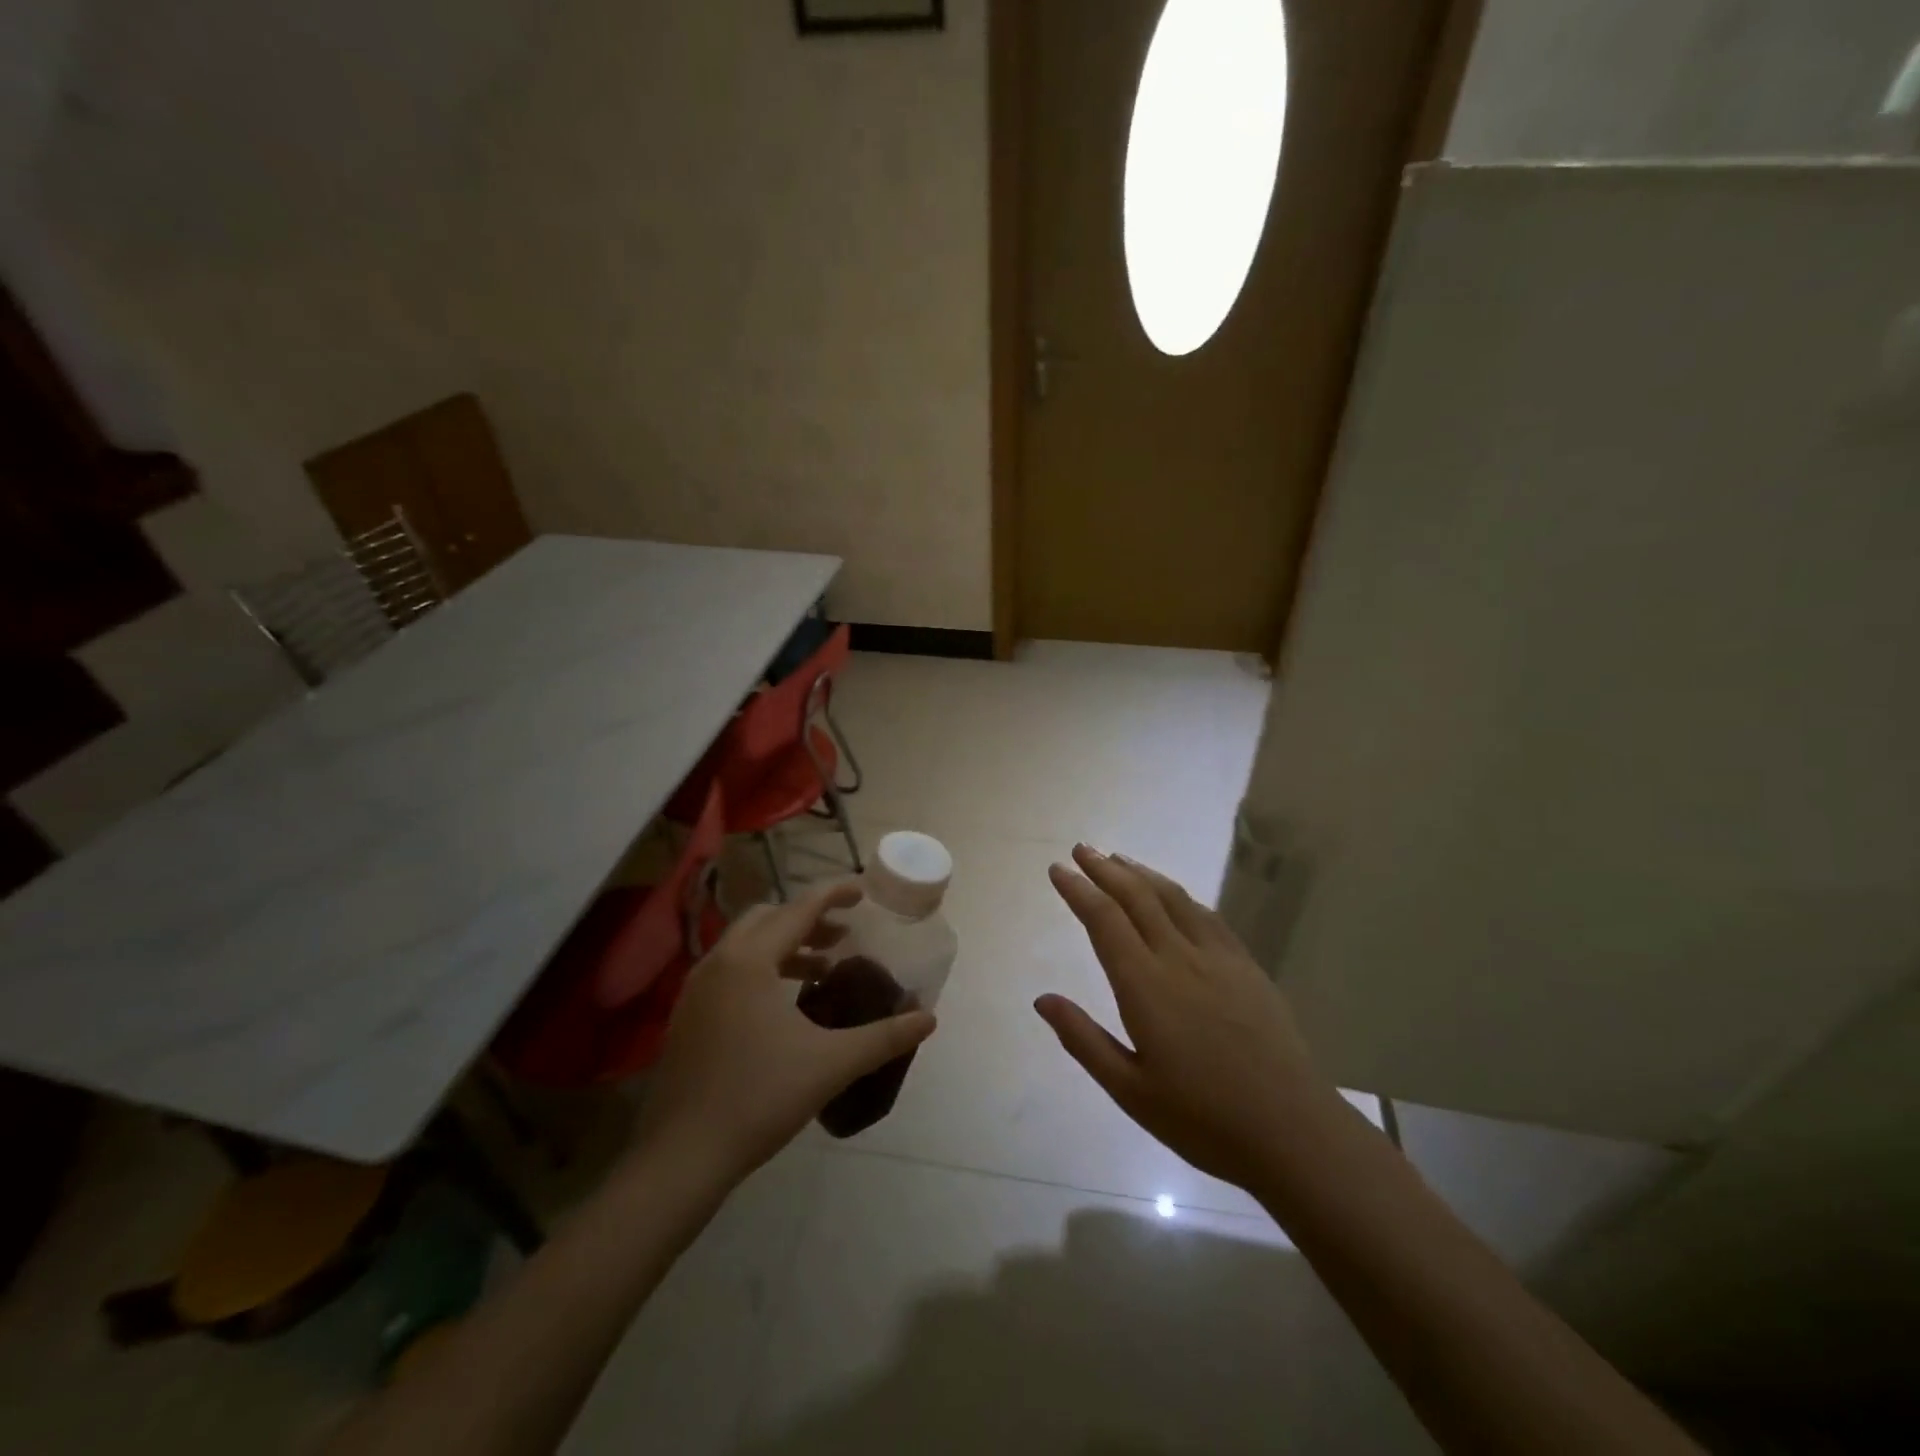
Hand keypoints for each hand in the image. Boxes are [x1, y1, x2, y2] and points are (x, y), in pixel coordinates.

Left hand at [635, 882, 936, 1180]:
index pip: (799, 909)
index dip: (833, 894)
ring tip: (821, 970)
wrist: (681, 1157)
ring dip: (785, 946)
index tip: (862, 892)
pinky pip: (730, 970)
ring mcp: (696, 989)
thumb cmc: (759, 1098)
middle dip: (808, 920)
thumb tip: (928, 1019)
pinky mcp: (688, 1016)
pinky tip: (784, 1006)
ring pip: (746, 945)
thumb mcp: (830, 1064)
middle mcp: (718, 962)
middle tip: (843, 936)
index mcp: (750, 960)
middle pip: (768, 918)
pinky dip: (762, 969)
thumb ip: (883, 1037)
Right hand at [1037, 845, 1336, 1193]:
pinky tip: (1173, 896)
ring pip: (1173, 898)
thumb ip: (1084, 1039)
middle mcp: (1179, 958)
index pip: (1104, 920)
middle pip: (1137, 897)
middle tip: (1081, 849)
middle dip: (1105, 869)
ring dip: (1141, 874)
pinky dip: (1180, 895)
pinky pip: (1207, 916)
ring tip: (1119, 859)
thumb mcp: (1130, 1091)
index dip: (1078, 890)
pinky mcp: (1247, 967)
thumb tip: (1042, 999)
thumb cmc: (1202, 1119)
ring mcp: (1219, 958)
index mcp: (1145, 986)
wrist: (1293, 1132)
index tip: (1059, 870)